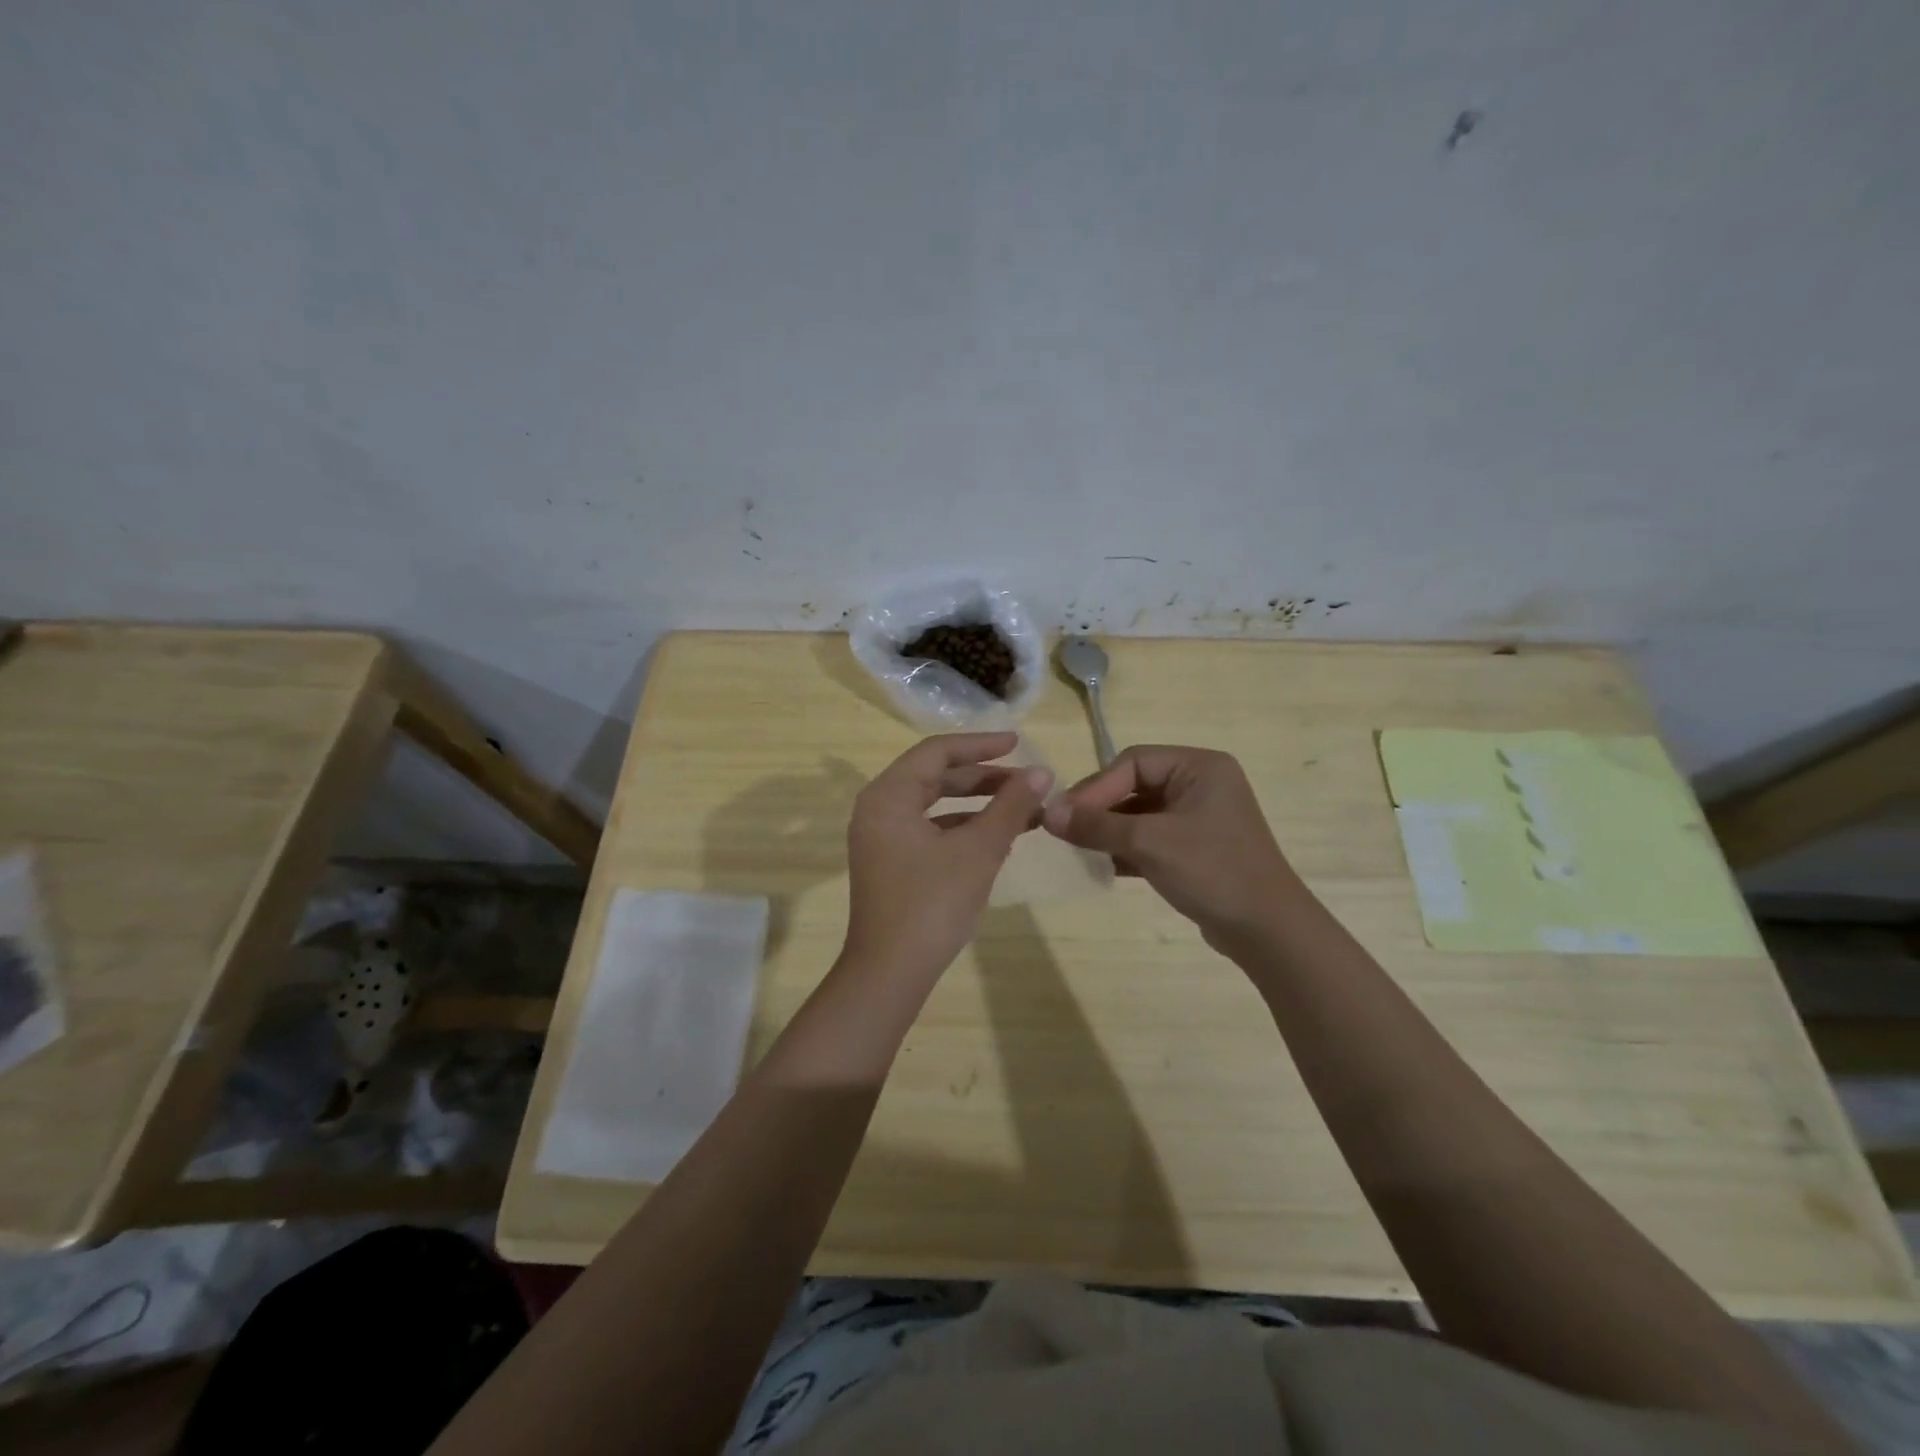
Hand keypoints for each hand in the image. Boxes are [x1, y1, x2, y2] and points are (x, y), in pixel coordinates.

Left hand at [842, 733, 1050, 980]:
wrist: (891, 973)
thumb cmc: (932, 903)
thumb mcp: (979, 850)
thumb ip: (1011, 806)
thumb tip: (1042, 772)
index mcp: (888, 796)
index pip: (937, 752)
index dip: (980, 744)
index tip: (1019, 743)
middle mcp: (878, 809)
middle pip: (935, 776)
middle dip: (984, 777)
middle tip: (1027, 778)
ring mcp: (882, 839)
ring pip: (935, 805)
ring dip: (978, 804)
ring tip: (1023, 807)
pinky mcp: (891, 864)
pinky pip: (930, 831)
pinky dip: (963, 828)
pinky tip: (998, 837)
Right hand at [1043, 744, 1301, 950]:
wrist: (1267, 931)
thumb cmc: (1212, 871)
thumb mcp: (1149, 843)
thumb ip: (1096, 825)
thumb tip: (1047, 812)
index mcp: (1199, 767)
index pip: (1133, 763)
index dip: (1096, 787)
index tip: (1064, 814)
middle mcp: (1201, 784)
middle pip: (1134, 786)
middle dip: (1100, 809)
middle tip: (1064, 831)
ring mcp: (1199, 818)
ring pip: (1140, 814)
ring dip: (1108, 831)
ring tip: (1076, 849)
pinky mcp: (1195, 848)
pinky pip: (1151, 838)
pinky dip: (1125, 849)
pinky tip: (1100, 865)